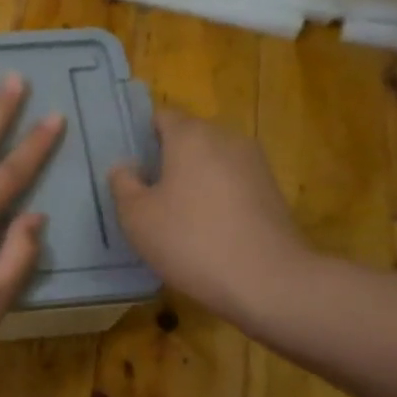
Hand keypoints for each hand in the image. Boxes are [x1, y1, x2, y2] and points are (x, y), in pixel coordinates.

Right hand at [109, 108, 317, 330]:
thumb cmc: (191, 241)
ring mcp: (255, 164)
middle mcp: (226, 139)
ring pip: (213, 161)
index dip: (142, 135)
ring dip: (194, 180)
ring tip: (176, 215)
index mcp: (191, 136)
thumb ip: (123, 184)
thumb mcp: (137, 217)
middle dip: (168, 159)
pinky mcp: (272, 192)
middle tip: (147, 193)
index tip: (130, 165)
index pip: (162, 116)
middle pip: (189, 137)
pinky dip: (217, 198)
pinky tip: (206, 230)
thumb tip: (126, 167)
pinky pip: (233, 184)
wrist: (269, 281)